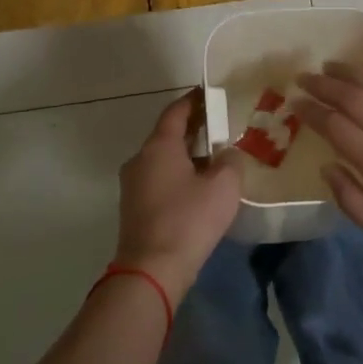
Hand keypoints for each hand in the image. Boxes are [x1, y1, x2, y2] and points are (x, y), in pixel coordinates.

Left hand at [116, 92, 243, 304]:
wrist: (152, 270)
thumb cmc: (189, 220)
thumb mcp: (223, 186)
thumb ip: (230, 161)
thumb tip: (225, 154)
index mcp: (159, 146)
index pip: (176, 112)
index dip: (194, 100)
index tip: (209, 93)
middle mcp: (140, 159)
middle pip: (167, 135)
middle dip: (192, 128)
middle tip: (218, 125)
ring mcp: (132, 185)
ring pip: (162, 159)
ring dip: (185, 155)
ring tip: (212, 159)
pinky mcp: (134, 208)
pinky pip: (158, 180)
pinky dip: (177, 175)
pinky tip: (197, 188)